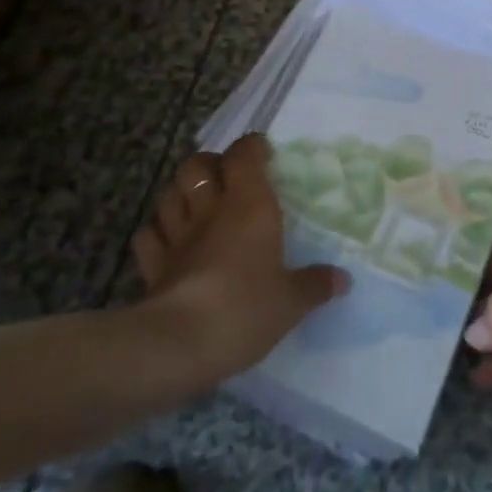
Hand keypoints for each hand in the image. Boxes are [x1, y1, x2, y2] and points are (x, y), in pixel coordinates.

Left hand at [131, 133, 347, 382]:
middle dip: (209, 164)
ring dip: (181, 193)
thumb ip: (315, 285)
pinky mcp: (153, 266)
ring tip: (196, 203)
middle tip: (226, 178)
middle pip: (197, 166)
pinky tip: (168, 241)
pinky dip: (157, 232)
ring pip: (169, 194)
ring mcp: (176, 236)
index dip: (252, 148)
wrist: (179, 344)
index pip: (244, 155)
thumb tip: (343, 279)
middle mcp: (210, 211)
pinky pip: (148, 236)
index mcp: (248, 206)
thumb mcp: (291, 302)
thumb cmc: (245, 309)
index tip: (264, 154)